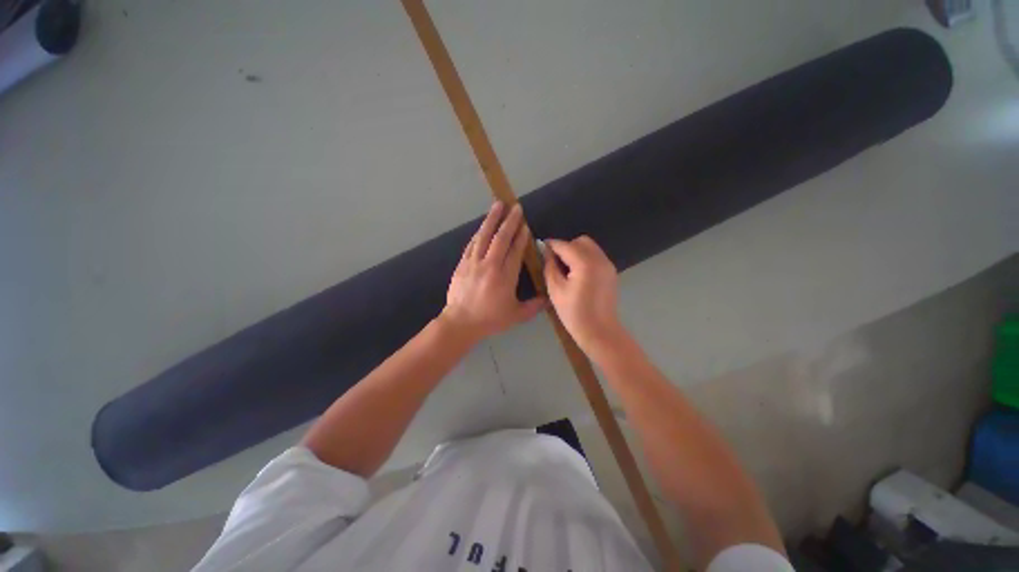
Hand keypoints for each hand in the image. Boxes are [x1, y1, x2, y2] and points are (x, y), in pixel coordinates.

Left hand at [442, 202, 544, 342]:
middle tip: (515, 207)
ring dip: (492, 220)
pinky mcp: (462, 264)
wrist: (460, 322)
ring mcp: (474, 263)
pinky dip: (478, 234)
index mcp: (505, 276)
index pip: (515, 250)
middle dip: (509, 221)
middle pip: (501, 238)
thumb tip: (548, 299)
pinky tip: (482, 227)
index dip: (521, 236)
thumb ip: (534, 306)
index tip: (525, 224)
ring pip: (484, 236)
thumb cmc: (490, 319)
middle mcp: (490, 265)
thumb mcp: (516, 315)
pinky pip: (472, 244)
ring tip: (497, 205)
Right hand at [543, 236, 623, 353]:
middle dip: (566, 246)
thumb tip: (546, 252)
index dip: (552, 245)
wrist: (600, 331)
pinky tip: (578, 274)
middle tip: (556, 261)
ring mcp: (608, 265)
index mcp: (585, 264)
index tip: (541, 246)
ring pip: (590, 247)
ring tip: (566, 269)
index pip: (565, 245)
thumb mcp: (555, 290)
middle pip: (581, 241)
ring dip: (576, 251)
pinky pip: (596, 256)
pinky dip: (585, 258)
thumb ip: (550, 267)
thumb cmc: (574, 313)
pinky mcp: (611, 272)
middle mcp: (599, 259)